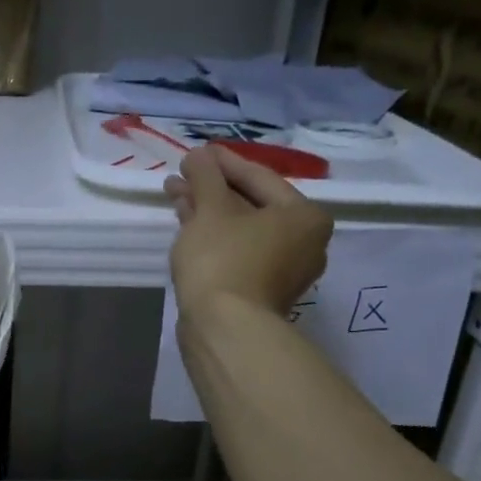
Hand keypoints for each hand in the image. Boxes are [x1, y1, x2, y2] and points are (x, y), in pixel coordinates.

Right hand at [166, 145, 333, 315]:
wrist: (224, 327)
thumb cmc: (224, 258)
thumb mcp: (211, 209)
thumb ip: (205, 176)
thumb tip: (199, 155)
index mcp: (304, 216)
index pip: (259, 177)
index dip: (222, 162)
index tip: (195, 152)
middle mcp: (304, 241)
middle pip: (251, 203)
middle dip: (212, 188)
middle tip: (181, 175)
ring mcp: (283, 269)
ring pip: (241, 228)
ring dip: (208, 210)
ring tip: (175, 196)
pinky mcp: (260, 289)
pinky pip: (238, 249)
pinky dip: (214, 235)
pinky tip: (187, 223)